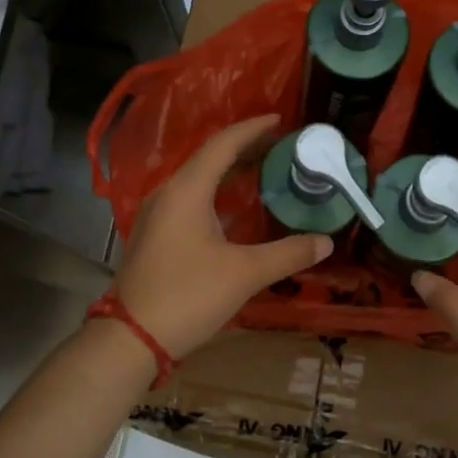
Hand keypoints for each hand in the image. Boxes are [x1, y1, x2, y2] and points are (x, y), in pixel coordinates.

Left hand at [113, 114, 332, 359]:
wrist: (132, 338)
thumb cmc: (188, 296)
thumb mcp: (245, 273)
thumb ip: (288, 253)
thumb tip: (326, 242)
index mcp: (187, 190)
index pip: (223, 144)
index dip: (253, 129)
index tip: (280, 120)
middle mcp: (168, 194)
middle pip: (209, 157)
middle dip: (245, 148)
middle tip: (280, 146)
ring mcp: (158, 215)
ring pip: (198, 180)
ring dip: (230, 172)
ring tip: (263, 170)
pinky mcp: (156, 235)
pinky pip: (191, 199)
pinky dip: (217, 193)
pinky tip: (235, 209)